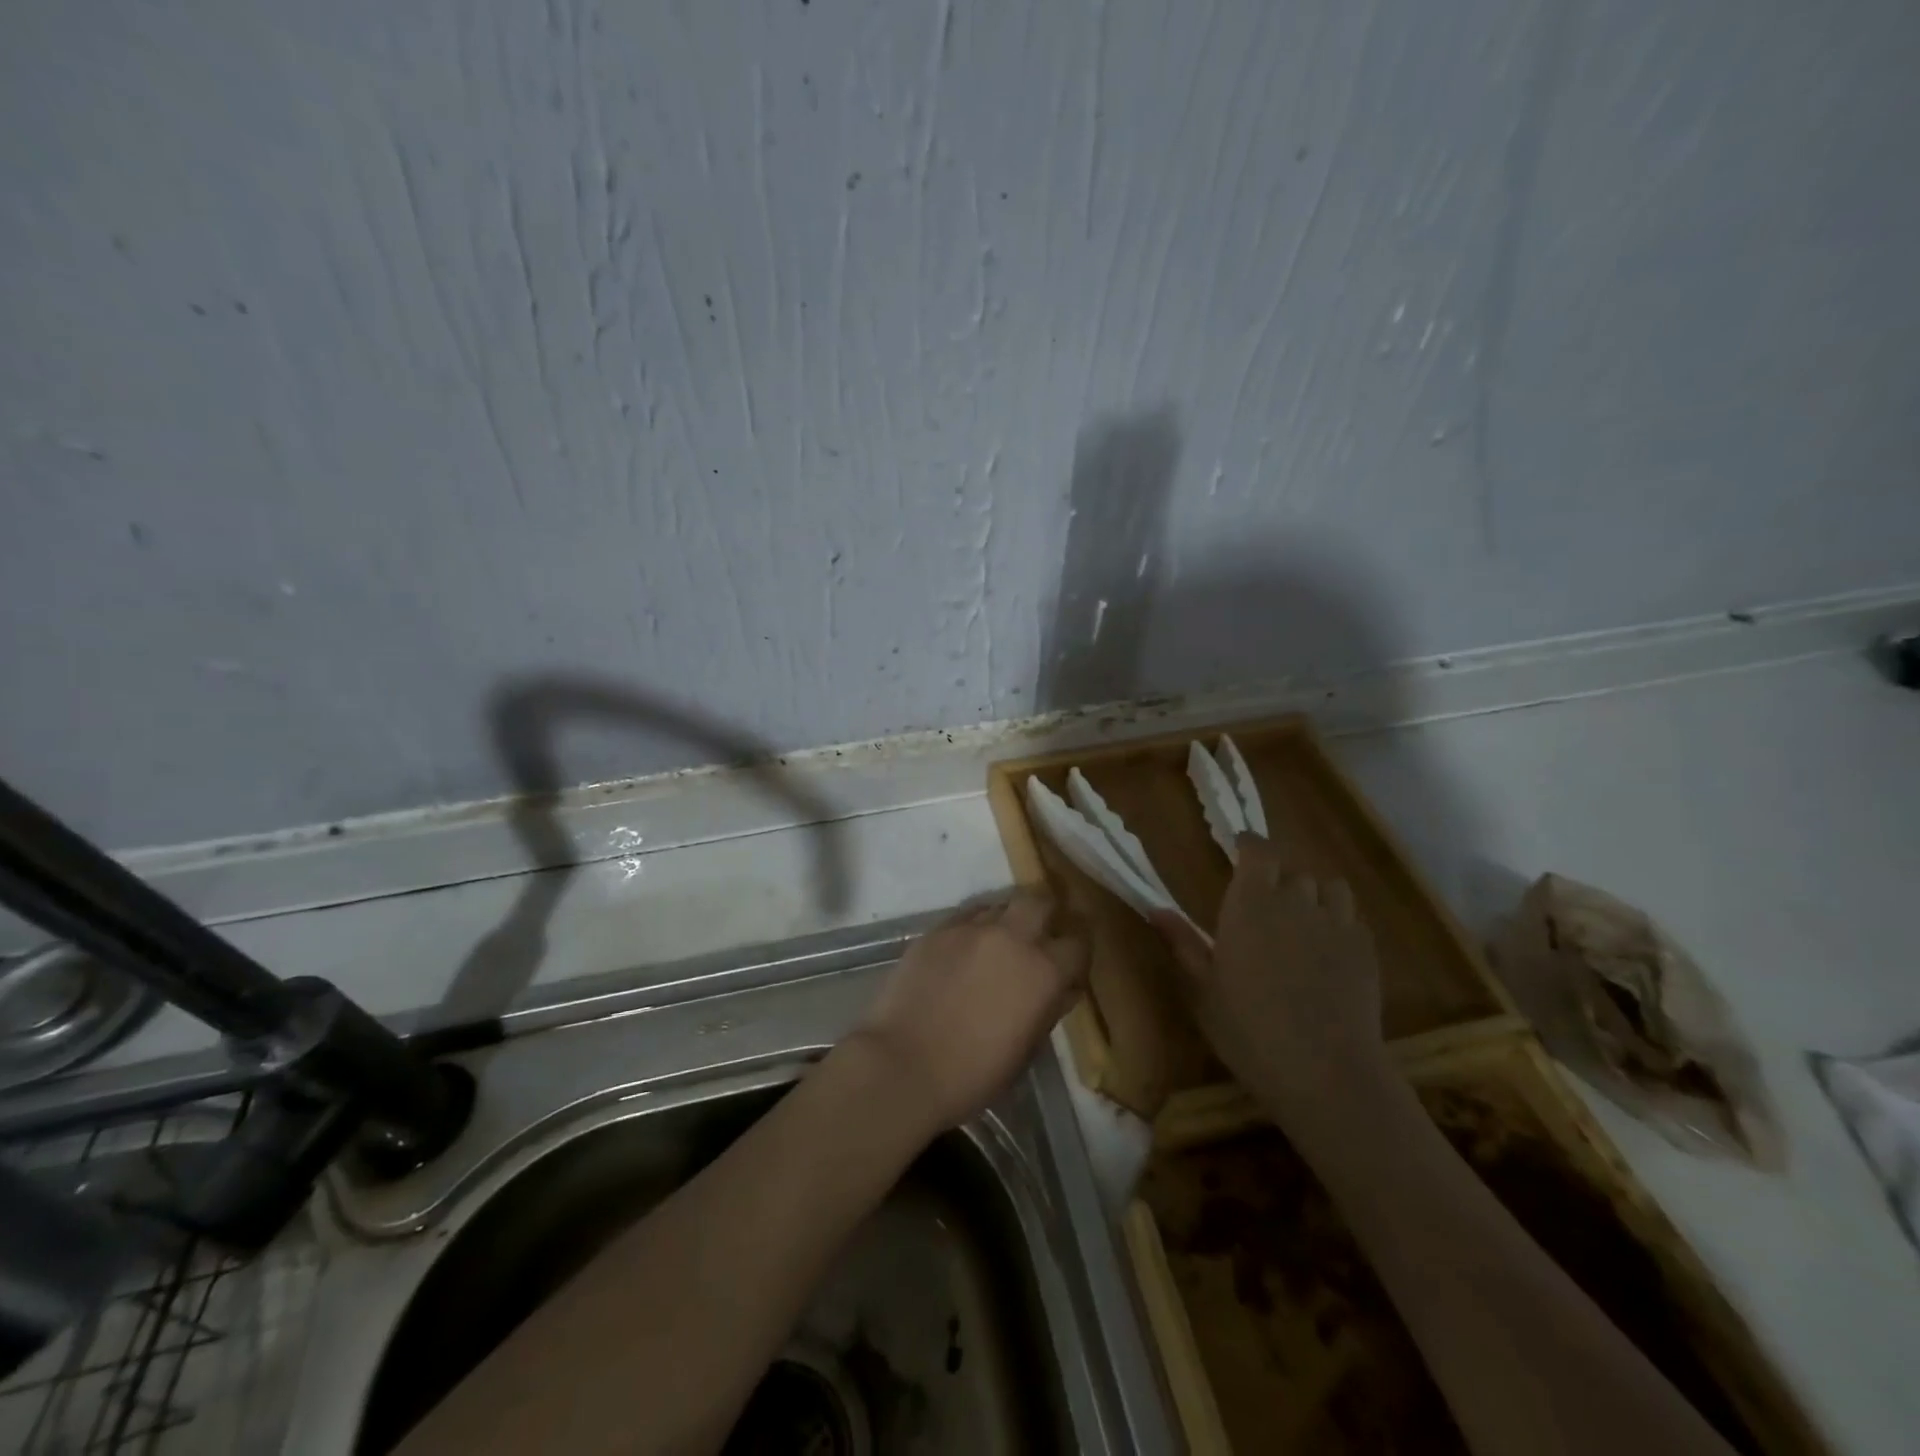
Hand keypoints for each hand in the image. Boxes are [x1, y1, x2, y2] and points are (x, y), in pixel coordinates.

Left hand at [848, 892, 1087, 1132]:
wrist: (903, 1066)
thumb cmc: (972, 1075)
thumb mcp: (1026, 1051)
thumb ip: (1049, 1011)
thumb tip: (1061, 989)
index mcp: (1044, 972)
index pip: (1079, 942)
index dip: (1078, 951)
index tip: (1071, 961)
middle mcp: (1013, 937)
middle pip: (1040, 901)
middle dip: (1046, 914)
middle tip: (1039, 935)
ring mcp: (972, 928)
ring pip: (1001, 903)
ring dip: (1008, 919)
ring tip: (999, 942)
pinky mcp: (938, 929)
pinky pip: (967, 915)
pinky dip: (975, 925)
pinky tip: (966, 947)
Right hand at [1155, 835, 1389, 1125]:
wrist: (1326, 1073)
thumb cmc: (1249, 1030)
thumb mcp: (1203, 990)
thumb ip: (1183, 943)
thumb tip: (1155, 909)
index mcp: (1250, 904)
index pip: (1258, 851)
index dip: (1250, 846)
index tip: (1239, 849)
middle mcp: (1296, 902)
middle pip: (1292, 870)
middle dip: (1278, 877)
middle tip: (1264, 903)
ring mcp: (1337, 925)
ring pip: (1330, 887)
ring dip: (1314, 894)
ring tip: (1302, 918)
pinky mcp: (1366, 950)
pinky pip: (1352, 919)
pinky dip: (1339, 922)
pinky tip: (1328, 950)